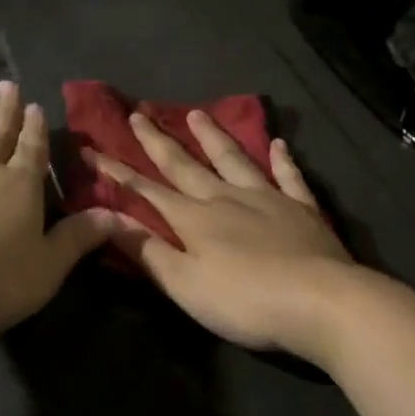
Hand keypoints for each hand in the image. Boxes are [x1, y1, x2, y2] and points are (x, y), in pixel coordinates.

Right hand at [88, 112, 364, 361]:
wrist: (322, 302)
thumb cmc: (245, 301)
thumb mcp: (185, 284)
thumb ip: (147, 250)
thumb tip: (107, 217)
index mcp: (194, 219)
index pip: (146, 190)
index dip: (117, 172)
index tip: (92, 149)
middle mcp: (226, 198)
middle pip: (185, 165)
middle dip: (157, 141)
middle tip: (138, 114)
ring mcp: (267, 199)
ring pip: (233, 159)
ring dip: (212, 136)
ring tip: (196, 113)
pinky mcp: (302, 209)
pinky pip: (289, 177)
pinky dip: (282, 159)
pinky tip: (278, 144)